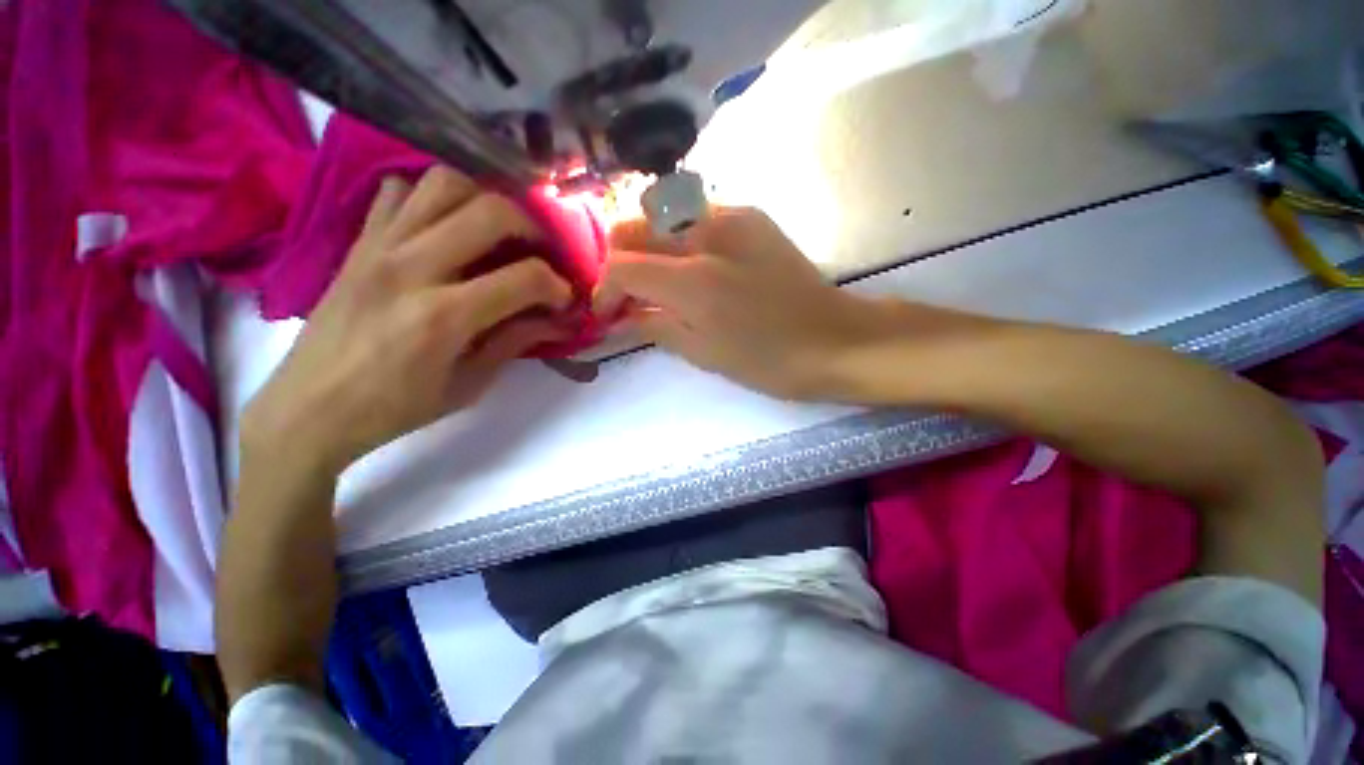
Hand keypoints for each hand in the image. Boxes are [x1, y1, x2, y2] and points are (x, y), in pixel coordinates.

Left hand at [243, 167, 573, 472]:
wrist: (310, 408)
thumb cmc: (396, 407)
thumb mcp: (469, 384)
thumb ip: (516, 341)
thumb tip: (559, 319)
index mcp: (444, 316)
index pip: (525, 277)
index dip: (557, 286)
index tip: (564, 300)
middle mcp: (412, 267)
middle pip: (491, 212)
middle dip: (534, 229)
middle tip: (542, 254)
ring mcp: (380, 246)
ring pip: (444, 183)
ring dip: (485, 201)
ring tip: (500, 232)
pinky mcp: (359, 241)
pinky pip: (399, 191)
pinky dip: (432, 197)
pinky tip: (447, 227)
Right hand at [594, 207, 890, 400]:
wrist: (833, 338)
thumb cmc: (768, 360)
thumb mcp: (703, 354)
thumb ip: (655, 325)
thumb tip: (624, 313)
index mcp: (694, 281)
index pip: (622, 265)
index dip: (605, 288)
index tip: (609, 311)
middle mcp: (706, 235)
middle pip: (633, 226)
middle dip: (618, 259)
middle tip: (628, 292)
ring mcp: (732, 216)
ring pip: (661, 213)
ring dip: (645, 245)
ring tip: (654, 277)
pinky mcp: (751, 216)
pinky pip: (694, 215)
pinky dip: (676, 238)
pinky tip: (689, 265)